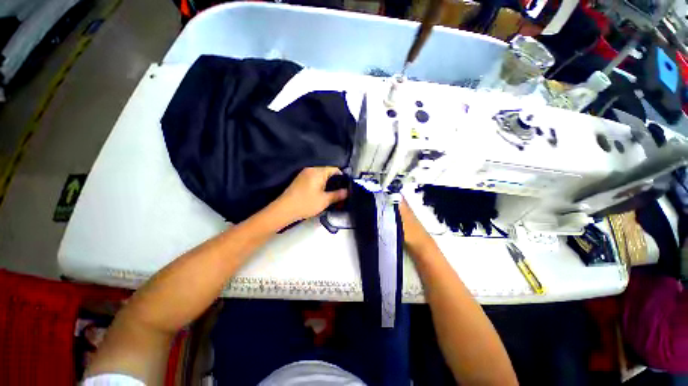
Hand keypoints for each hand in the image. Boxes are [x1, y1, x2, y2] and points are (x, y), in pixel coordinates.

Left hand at [272, 167, 347, 223]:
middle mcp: (311, 169)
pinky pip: (314, 178)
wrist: (284, 209)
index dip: (342, 177)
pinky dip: (320, 183)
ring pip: (321, 175)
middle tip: (340, 192)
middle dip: (335, 181)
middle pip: (328, 171)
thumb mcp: (325, 200)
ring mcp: (304, 174)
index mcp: (318, 172)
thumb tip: (348, 191)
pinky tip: (322, 193)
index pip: (335, 169)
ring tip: (332, 193)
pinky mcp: (300, 179)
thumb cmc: (306, 203)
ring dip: (327, 183)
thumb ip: (338, 195)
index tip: (346, 187)